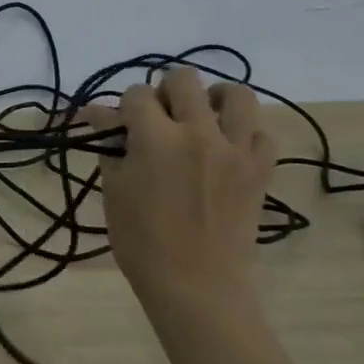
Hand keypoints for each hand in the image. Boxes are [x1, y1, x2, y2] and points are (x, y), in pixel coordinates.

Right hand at [81, 67, 274, 309]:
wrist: (196, 284)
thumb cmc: (142, 241)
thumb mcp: (115, 190)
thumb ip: (112, 147)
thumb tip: (102, 117)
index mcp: (156, 138)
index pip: (136, 95)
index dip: (123, 107)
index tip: (117, 125)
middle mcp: (199, 132)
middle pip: (184, 80)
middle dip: (164, 91)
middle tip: (158, 118)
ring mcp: (236, 148)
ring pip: (236, 93)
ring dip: (213, 98)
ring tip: (200, 118)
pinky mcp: (261, 168)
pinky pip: (261, 131)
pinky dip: (243, 131)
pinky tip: (226, 147)